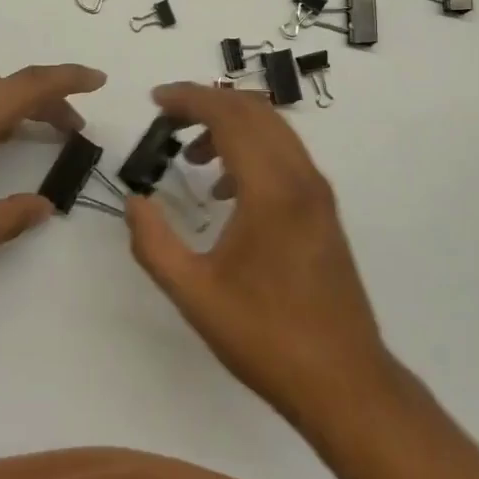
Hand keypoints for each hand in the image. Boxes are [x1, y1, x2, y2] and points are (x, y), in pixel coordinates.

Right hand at [125, 82, 393, 425]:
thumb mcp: (194, 294)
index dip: (190, 98)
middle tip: (167, 119)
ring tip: (192, 156)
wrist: (344, 380)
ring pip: (275, 130)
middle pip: (255, 111)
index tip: (155, 100)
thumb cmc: (265, 337)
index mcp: (271, 191)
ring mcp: (319, 193)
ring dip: (232, 126)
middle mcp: (301, 178)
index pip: (230, 117)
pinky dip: (253, 149)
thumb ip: (154, 243)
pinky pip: (286, 155)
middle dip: (208, 103)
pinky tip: (227, 190)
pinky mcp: (325, 210)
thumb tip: (134, 201)